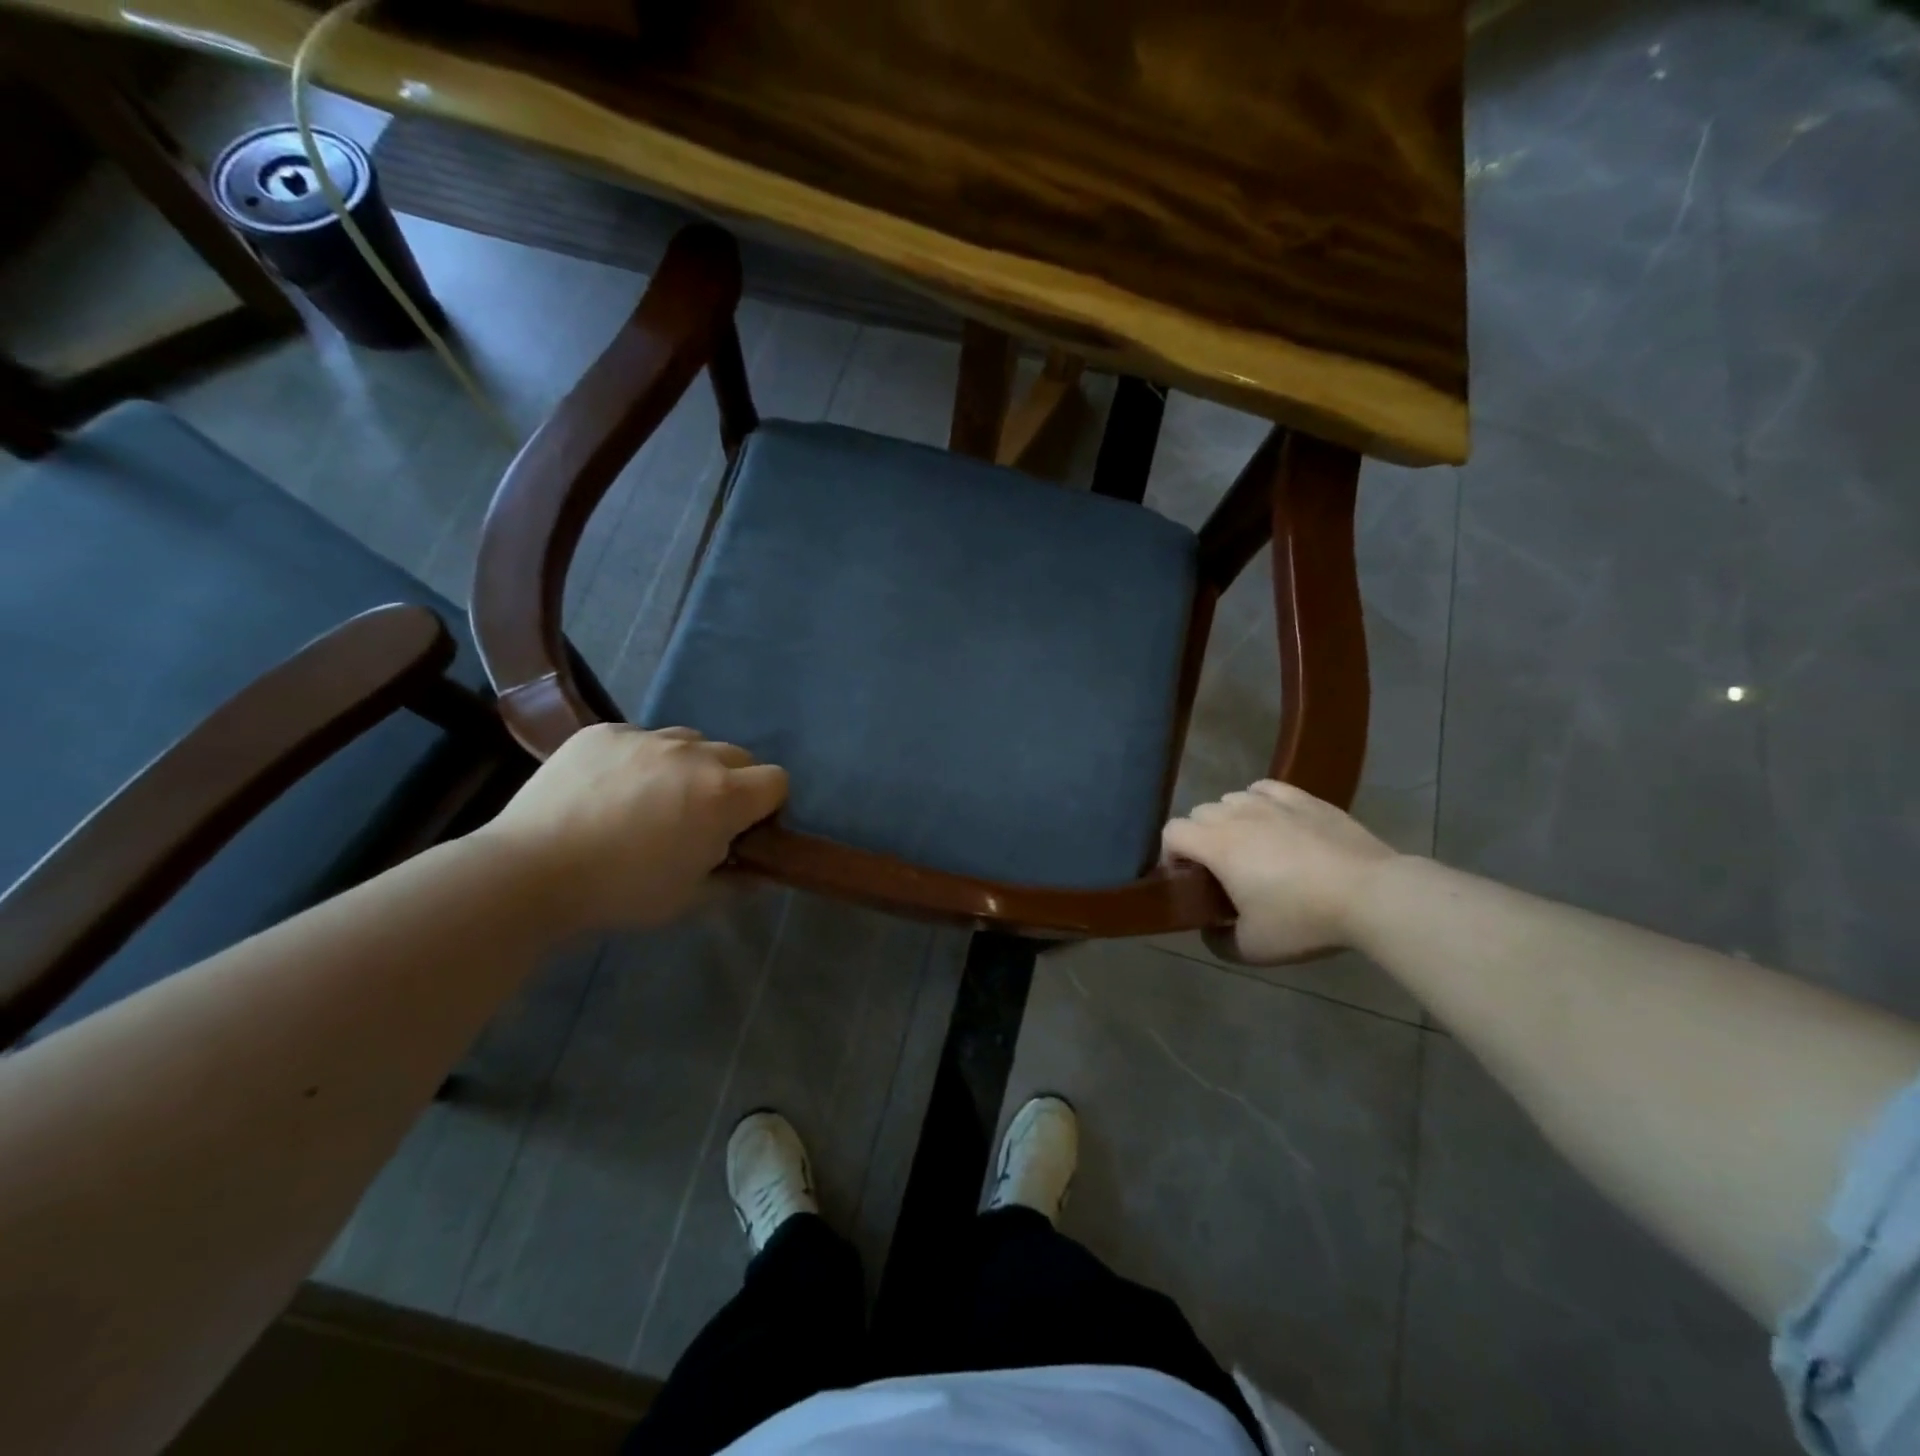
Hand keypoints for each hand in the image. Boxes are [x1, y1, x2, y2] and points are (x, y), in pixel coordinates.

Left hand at [474, 724, 787, 933]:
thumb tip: (763, 872)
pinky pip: (640, 737)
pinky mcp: (604, 732)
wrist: (530, 872)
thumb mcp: (689, 899)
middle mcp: (694, 754)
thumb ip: (736, 881)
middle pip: (738, 756)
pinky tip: (607, 789)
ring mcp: (646, 737)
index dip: (767, 805)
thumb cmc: (621, 892)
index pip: (777, 780)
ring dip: (686, 766)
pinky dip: (638, 759)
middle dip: (730, 783)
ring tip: (650, 798)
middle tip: (697, 816)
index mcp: (723, 796)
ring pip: (690, 741)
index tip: (743, 829)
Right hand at [1162, 780, 1396, 962]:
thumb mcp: (1253, 947)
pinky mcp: (1305, 799)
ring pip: (1232, 798)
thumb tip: (1210, 931)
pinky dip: (1260, 802)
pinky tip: (1275, 821)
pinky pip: (1267, 789)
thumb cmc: (1303, 919)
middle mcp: (1237, 814)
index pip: (1172, 832)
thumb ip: (1219, 941)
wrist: (1371, 894)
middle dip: (1200, 837)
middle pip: (1200, 812)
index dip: (1170, 854)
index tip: (1188, 878)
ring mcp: (1272, 802)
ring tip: (1251, 846)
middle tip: (1221, 869)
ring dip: (1230, 819)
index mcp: (1216, 845)